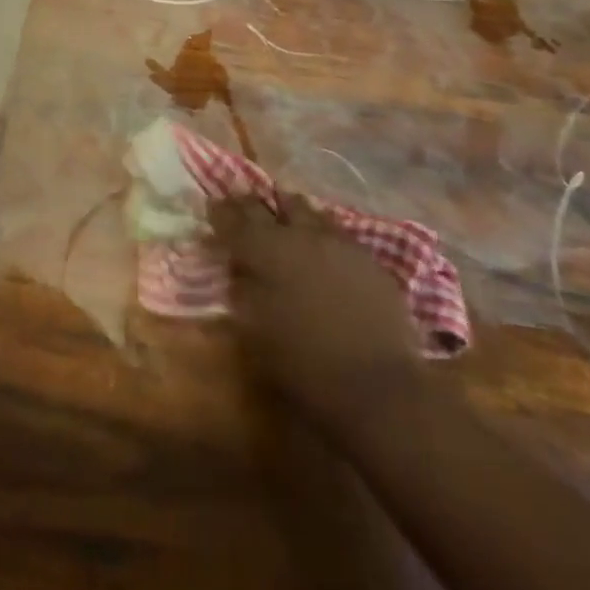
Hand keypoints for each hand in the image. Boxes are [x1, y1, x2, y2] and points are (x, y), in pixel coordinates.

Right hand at [212, 192, 423, 436]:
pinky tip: (321, 243)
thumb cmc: (304, 366)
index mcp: (266, 252)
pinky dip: (321, 231)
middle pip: (271, 205)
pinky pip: (336, 231)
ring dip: (290, 210)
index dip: (221, 211)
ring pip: (308, 210)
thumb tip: (238, 270)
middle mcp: (300, 235)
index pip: (235, 220)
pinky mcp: (367, 258)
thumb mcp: (255, 334)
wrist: (377, 385)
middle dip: (252, 204)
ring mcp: (338, 242)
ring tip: (283, 213)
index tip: (212, 204)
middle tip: (242, 203)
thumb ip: (243, 292)